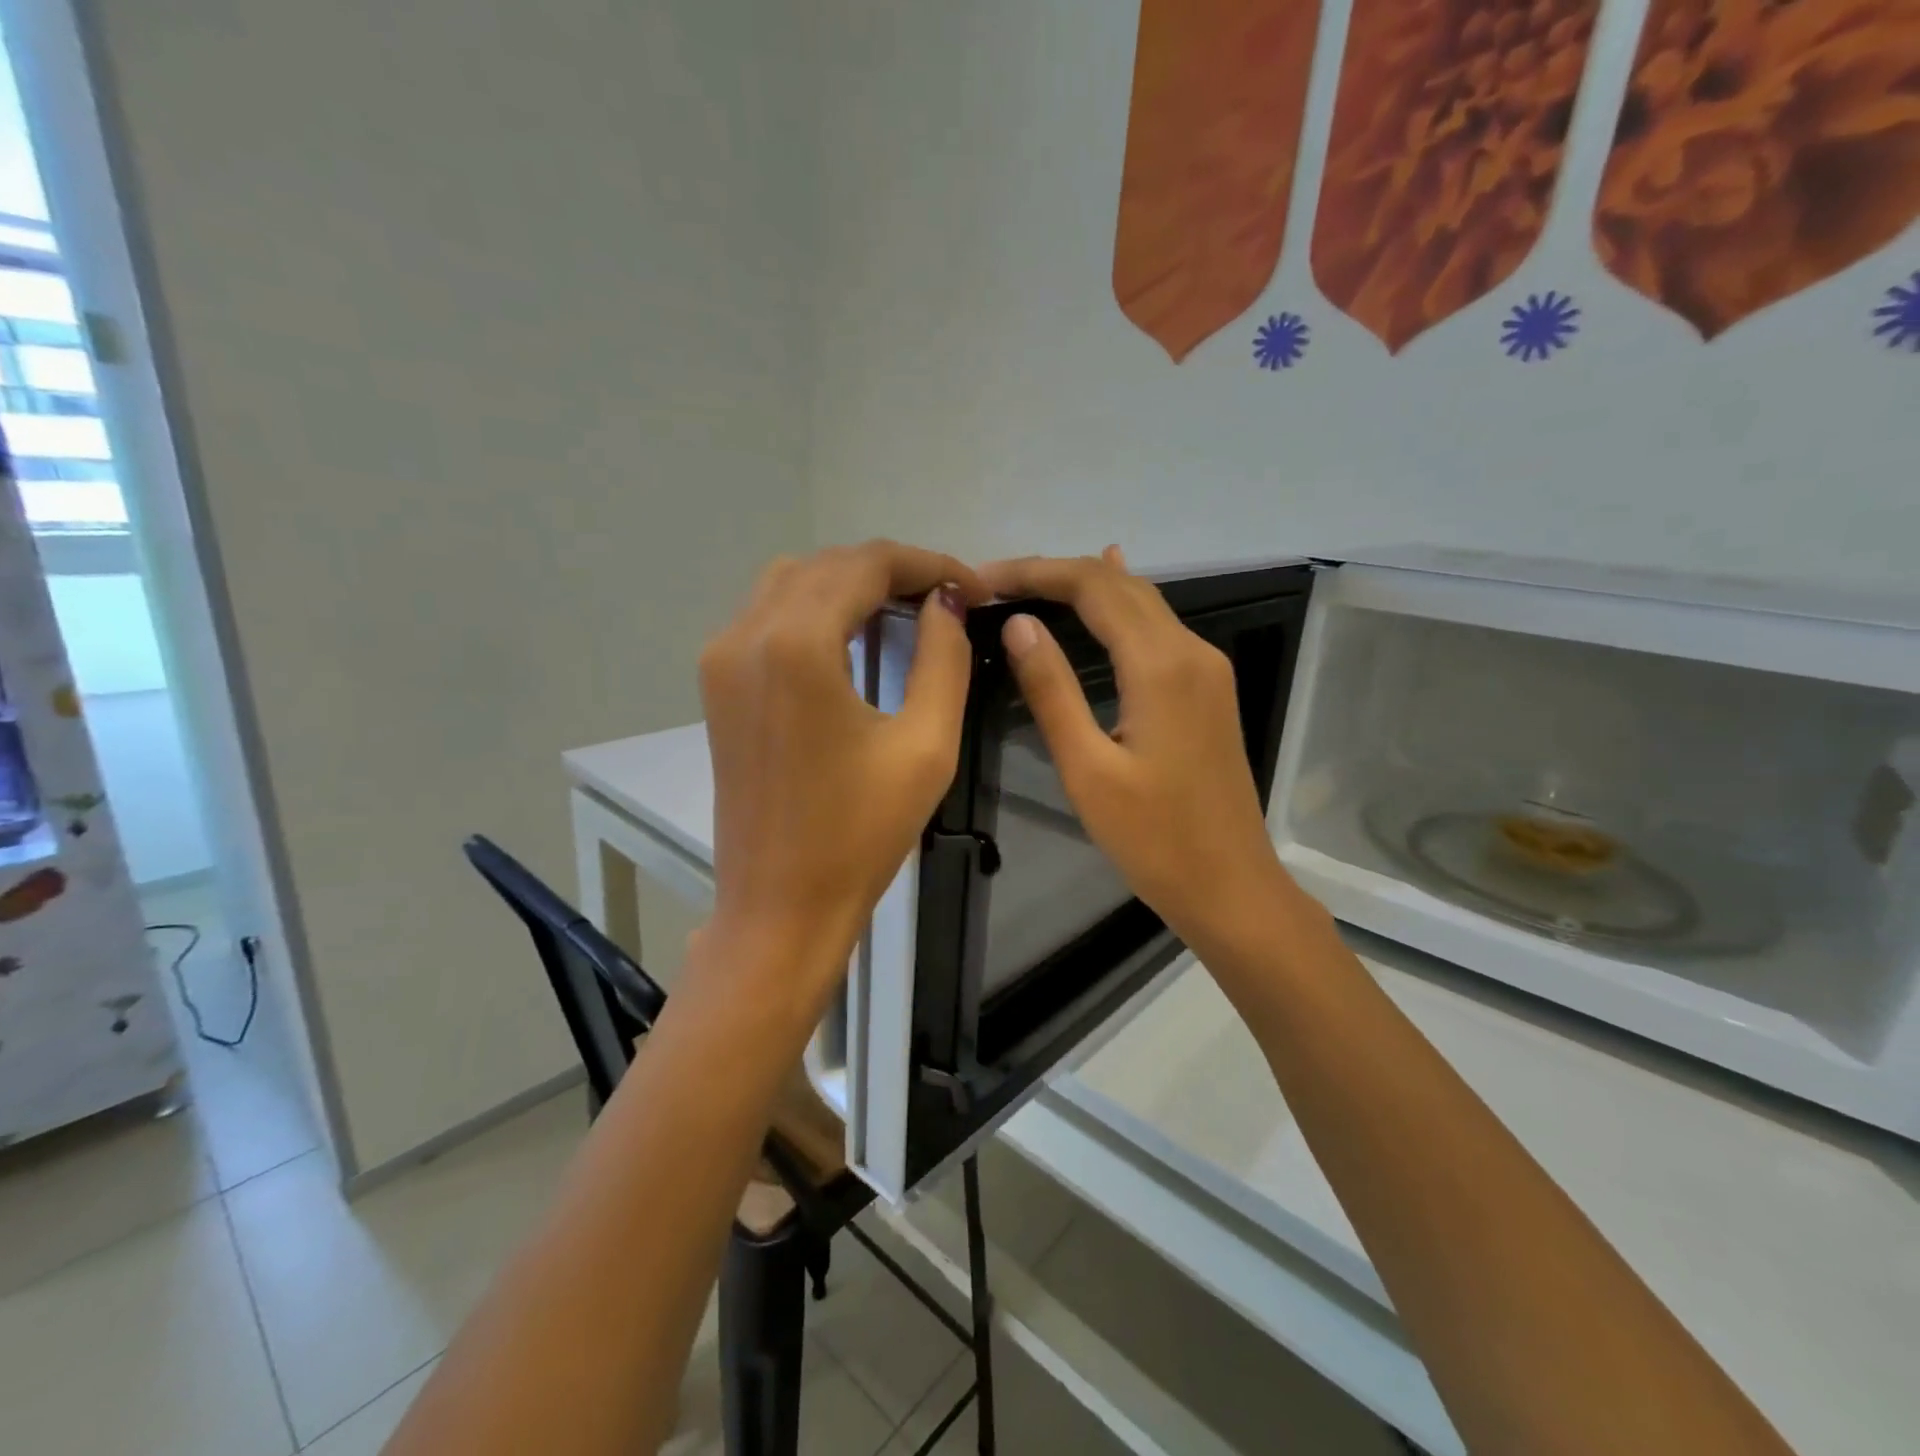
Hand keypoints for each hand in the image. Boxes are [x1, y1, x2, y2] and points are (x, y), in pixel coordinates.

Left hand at [698, 541, 988, 1013]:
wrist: (780, 905)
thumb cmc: (861, 834)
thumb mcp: (926, 745)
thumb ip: (943, 658)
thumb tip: (946, 603)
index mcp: (797, 645)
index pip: (867, 564)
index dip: (928, 564)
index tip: (974, 587)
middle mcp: (747, 634)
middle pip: (826, 565)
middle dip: (891, 571)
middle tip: (946, 600)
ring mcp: (722, 658)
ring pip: (791, 582)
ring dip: (850, 584)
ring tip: (904, 613)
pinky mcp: (717, 685)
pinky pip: (767, 616)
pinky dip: (814, 609)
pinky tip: (853, 638)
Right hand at [979, 547, 1302, 960]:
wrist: (1230, 886)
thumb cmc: (1153, 839)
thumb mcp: (1087, 769)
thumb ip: (1052, 690)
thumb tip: (1018, 624)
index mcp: (1161, 665)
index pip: (1093, 587)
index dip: (1035, 572)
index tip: (984, 579)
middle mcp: (1191, 651)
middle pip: (1119, 585)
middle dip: (1056, 573)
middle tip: (996, 583)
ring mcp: (1206, 668)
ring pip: (1142, 602)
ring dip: (1086, 587)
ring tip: (1028, 587)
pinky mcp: (1208, 688)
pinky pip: (1158, 627)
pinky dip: (1119, 606)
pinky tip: (1107, 588)